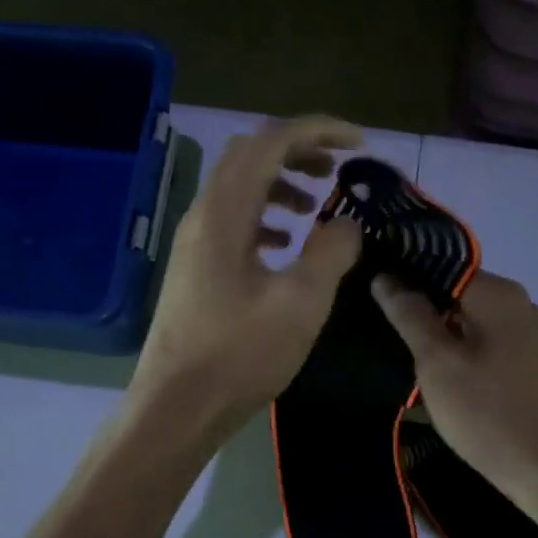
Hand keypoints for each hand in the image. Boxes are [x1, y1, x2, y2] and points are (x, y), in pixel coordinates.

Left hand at [129, 117, 364, 440]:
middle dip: (297, 151)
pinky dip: (264, 218)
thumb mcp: (300, 302)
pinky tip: (285, 246)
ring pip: (238, 189)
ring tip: (316, 207)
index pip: (271, 142)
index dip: (319, 132)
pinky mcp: (195, 269)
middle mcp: (203, 216)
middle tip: (337, 171)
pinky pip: (232, 223)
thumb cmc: (239, 354)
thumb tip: (347, 223)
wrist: (177, 406)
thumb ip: (331, 251)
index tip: (360, 144)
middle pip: (249, 156)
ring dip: (280, 185)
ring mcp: (194, 243)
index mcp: (225, 212)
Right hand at [373, 272, 537, 518]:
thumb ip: (409, 314)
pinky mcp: (527, 366)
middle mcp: (516, 305)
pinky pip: (480, 348)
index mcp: (497, 293)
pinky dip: (455, 358)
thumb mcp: (437, 362)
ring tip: (398, 360)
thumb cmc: (489, 413)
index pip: (439, 265)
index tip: (367, 298)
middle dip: (416, 312)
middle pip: (452, 294)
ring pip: (464, 324)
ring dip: (433, 339)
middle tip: (376, 334)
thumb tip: (386, 277)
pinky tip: (432, 382)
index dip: (401, 278)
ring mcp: (526, 337)